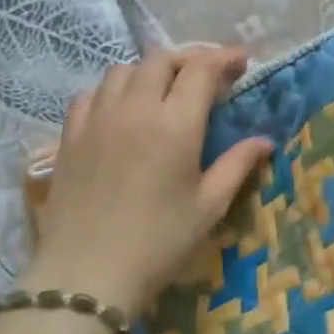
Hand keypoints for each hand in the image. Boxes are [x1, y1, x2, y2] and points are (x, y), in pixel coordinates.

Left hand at [25, 47, 271, 315]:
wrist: (86, 275)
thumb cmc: (160, 242)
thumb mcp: (210, 205)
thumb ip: (237, 165)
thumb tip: (264, 141)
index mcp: (175, 125)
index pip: (201, 70)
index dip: (224, 58)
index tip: (241, 61)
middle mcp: (134, 110)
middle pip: (161, 60)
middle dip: (190, 58)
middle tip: (209, 73)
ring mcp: (96, 120)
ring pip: (123, 70)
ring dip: (151, 70)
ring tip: (166, 88)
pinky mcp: (69, 137)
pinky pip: (91, 94)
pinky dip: (113, 90)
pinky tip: (123, 109)